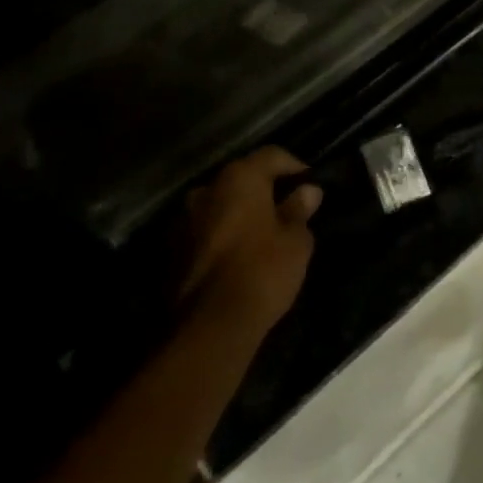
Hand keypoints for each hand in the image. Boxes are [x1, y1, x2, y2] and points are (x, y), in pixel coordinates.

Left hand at [177, 148, 322, 329]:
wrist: (210, 327)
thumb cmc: (262, 271)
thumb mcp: (296, 240)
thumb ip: (299, 210)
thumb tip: (307, 191)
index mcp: (239, 178)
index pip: (272, 155)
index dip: (294, 166)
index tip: (309, 184)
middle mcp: (207, 189)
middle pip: (242, 178)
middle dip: (263, 189)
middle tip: (286, 208)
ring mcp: (184, 220)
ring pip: (220, 205)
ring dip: (239, 212)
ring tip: (262, 234)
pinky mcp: (172, 251)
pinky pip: (205, 230)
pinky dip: (222, 234)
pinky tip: (239, 255)